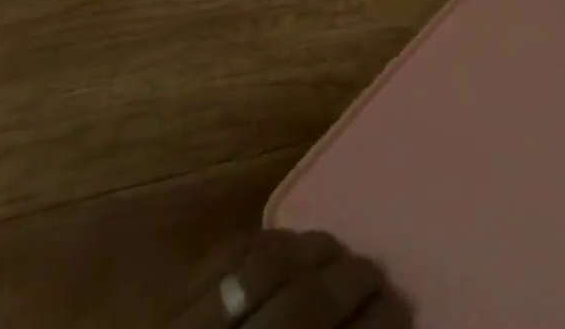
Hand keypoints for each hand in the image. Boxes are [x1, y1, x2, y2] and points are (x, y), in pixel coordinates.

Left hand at [168, 230, 410, 328]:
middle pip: (302, 307)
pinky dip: (263, 242)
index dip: (374, 328)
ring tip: (335, 248)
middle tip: (376, 273)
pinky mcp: (162, 299)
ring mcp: (191, 325)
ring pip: (263, 267)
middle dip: (348, 283)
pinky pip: (224, 253)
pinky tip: (285, 243)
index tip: (402, 306)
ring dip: (308, 250)